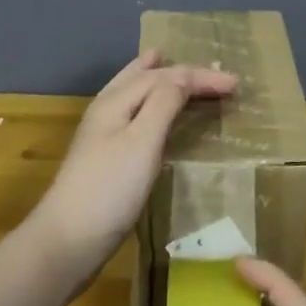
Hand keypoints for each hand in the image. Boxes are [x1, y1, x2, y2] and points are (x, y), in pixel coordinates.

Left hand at [27, 50, 236, 279]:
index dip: (200, 76)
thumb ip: (163, 103)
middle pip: (144, 77)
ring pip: (134, 92)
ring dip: (158, 80)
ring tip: (166, 64)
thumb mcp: (142, 141)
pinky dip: (151, 103)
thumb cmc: (110, 189)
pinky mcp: (107, 157)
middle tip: (210, 70)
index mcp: (116, 101)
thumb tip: (183, 76)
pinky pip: (135, 114)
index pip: (164, 76)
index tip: (235, 83)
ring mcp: (103, 134)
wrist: (69, 241)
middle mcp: (107, 110)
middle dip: (178, 71)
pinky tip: (154, 114)